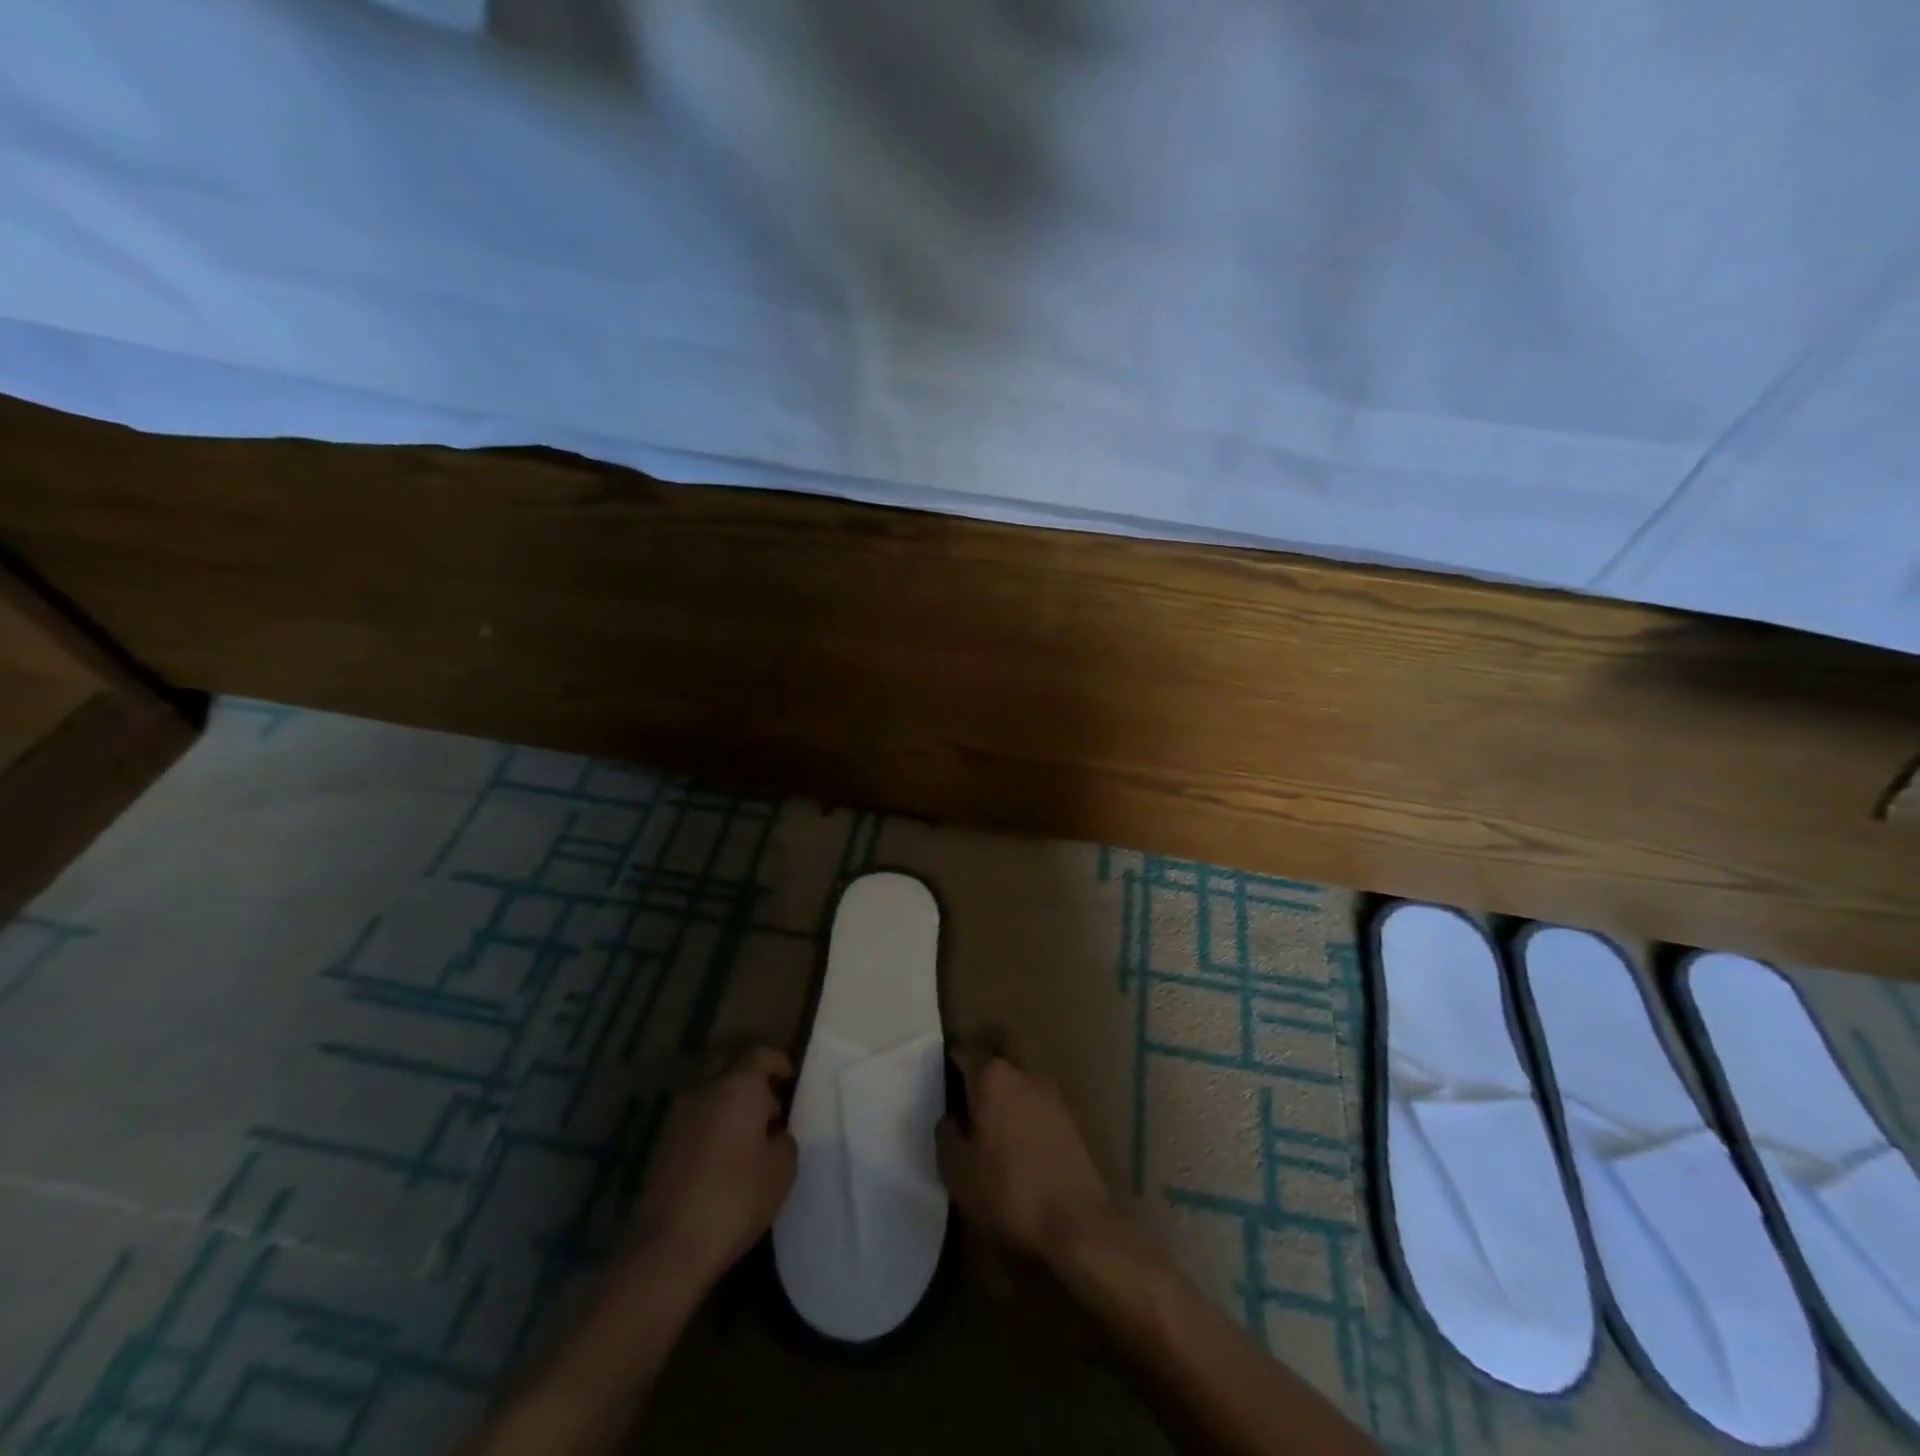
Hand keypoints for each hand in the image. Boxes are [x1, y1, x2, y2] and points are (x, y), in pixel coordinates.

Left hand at [629, 1047, 797, 1289]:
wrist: (669, 1247)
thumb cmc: (736, 1198)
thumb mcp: (782, 1169)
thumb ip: (783, 1140)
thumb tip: (773, 1134)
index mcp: (737, 1086)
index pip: (759, 1054)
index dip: (777, 1061)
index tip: (789, 1076)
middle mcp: (704, 1090)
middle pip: (726, 1063)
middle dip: (747, 1072)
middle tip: (767, 1096)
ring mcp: (677, 1116)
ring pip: (707, 1090)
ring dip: (726, 1098)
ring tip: (747, 1129)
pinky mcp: (661, 1145)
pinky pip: (693, 1117)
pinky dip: (710, 1121)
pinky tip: (723, 1152)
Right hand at [936, 1048, 1119, 1268]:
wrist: (1077, 1222)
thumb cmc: (1008, 1191)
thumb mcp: (957, 1170)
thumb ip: (946, 1135)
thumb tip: (950, 1118)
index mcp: (993, 1077)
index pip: (964, 1054)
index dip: (947, 1066)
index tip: (936, 1086)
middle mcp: (1023, 1074)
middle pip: (992, 1069)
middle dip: (975, 1086)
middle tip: (958, 1116)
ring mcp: (1051, 1094)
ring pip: (1015, 1088)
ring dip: (1000, 1104)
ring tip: (986, 1137)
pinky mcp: (1069, 1119)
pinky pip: (1034, 1108)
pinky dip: (1021, 1120)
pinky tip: (1015, 1150)